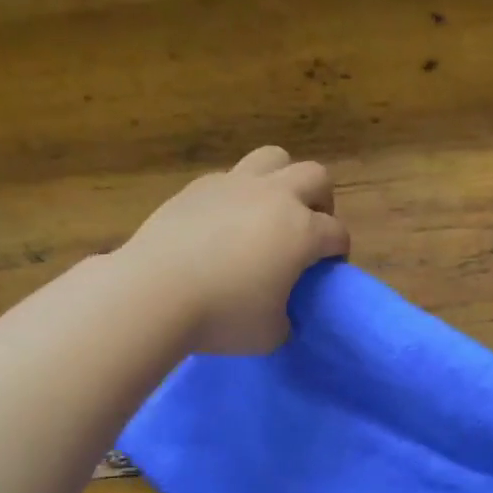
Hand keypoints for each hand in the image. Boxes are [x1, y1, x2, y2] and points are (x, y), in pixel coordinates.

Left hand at [121, 146, 349, 354]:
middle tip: (308, 230)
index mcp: (302, 231)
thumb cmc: (221, 317)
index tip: (328, 269)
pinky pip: (230, 178)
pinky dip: (238, 195)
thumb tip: (280, 312)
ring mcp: (234, 185)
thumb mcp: (270, 335)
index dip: (338, 252)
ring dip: (282, 180)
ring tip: (269, 212)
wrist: (153, 293)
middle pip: (315, 176)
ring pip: (273, 158)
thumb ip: (287, 319)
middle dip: (320, 201)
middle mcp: (274, 197)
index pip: (337, 233)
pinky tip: (224, 223)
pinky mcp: (198, 187)